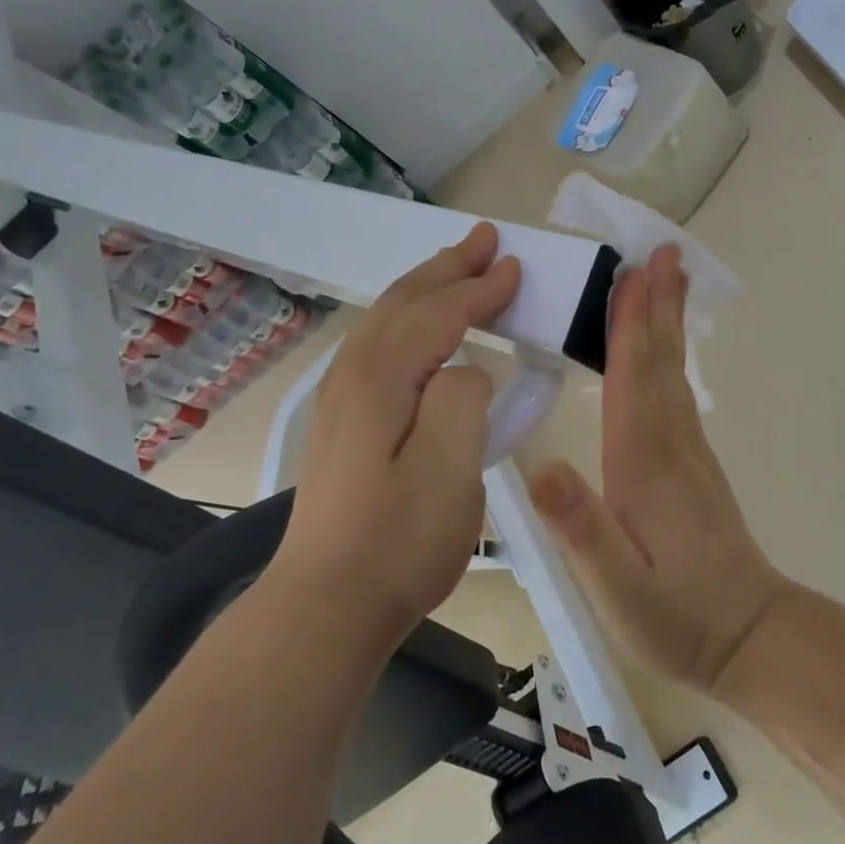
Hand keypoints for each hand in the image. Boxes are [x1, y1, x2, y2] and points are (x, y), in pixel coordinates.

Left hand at [271, 223, 520, 642]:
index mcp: (382, 379)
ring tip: (456, 267)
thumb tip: (466, 369)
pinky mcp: (343, 423)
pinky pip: (379, 344)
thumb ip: (463, 399)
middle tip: (485, 238)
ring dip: (426, 286)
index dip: (480, 288)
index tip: (517, 267)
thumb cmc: (399, 541)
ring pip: (387, 319)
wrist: (327, 605)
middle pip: (405, 302)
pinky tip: (419, 328)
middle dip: (448, 267)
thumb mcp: (450, 469)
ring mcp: (342, 399)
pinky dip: (409, 318)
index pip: (439, 314)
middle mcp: (354, 376)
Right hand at [529, 245, 790, 691]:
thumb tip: (543, 466)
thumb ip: (582, 528)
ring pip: (673, 373)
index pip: (633, 379)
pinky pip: (677, 394)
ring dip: (667, 323)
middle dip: (658, 304)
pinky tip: (662, 353)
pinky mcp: (694, 467)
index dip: (631, 325)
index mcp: (644, 463)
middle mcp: (670, 444)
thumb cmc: (677, 616)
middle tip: (663, 250)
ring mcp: (688, 453)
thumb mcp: (617, 588)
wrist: (749, 639)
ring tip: (668, 279)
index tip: (635, 272)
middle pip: (661, 362)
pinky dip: (669, 359)